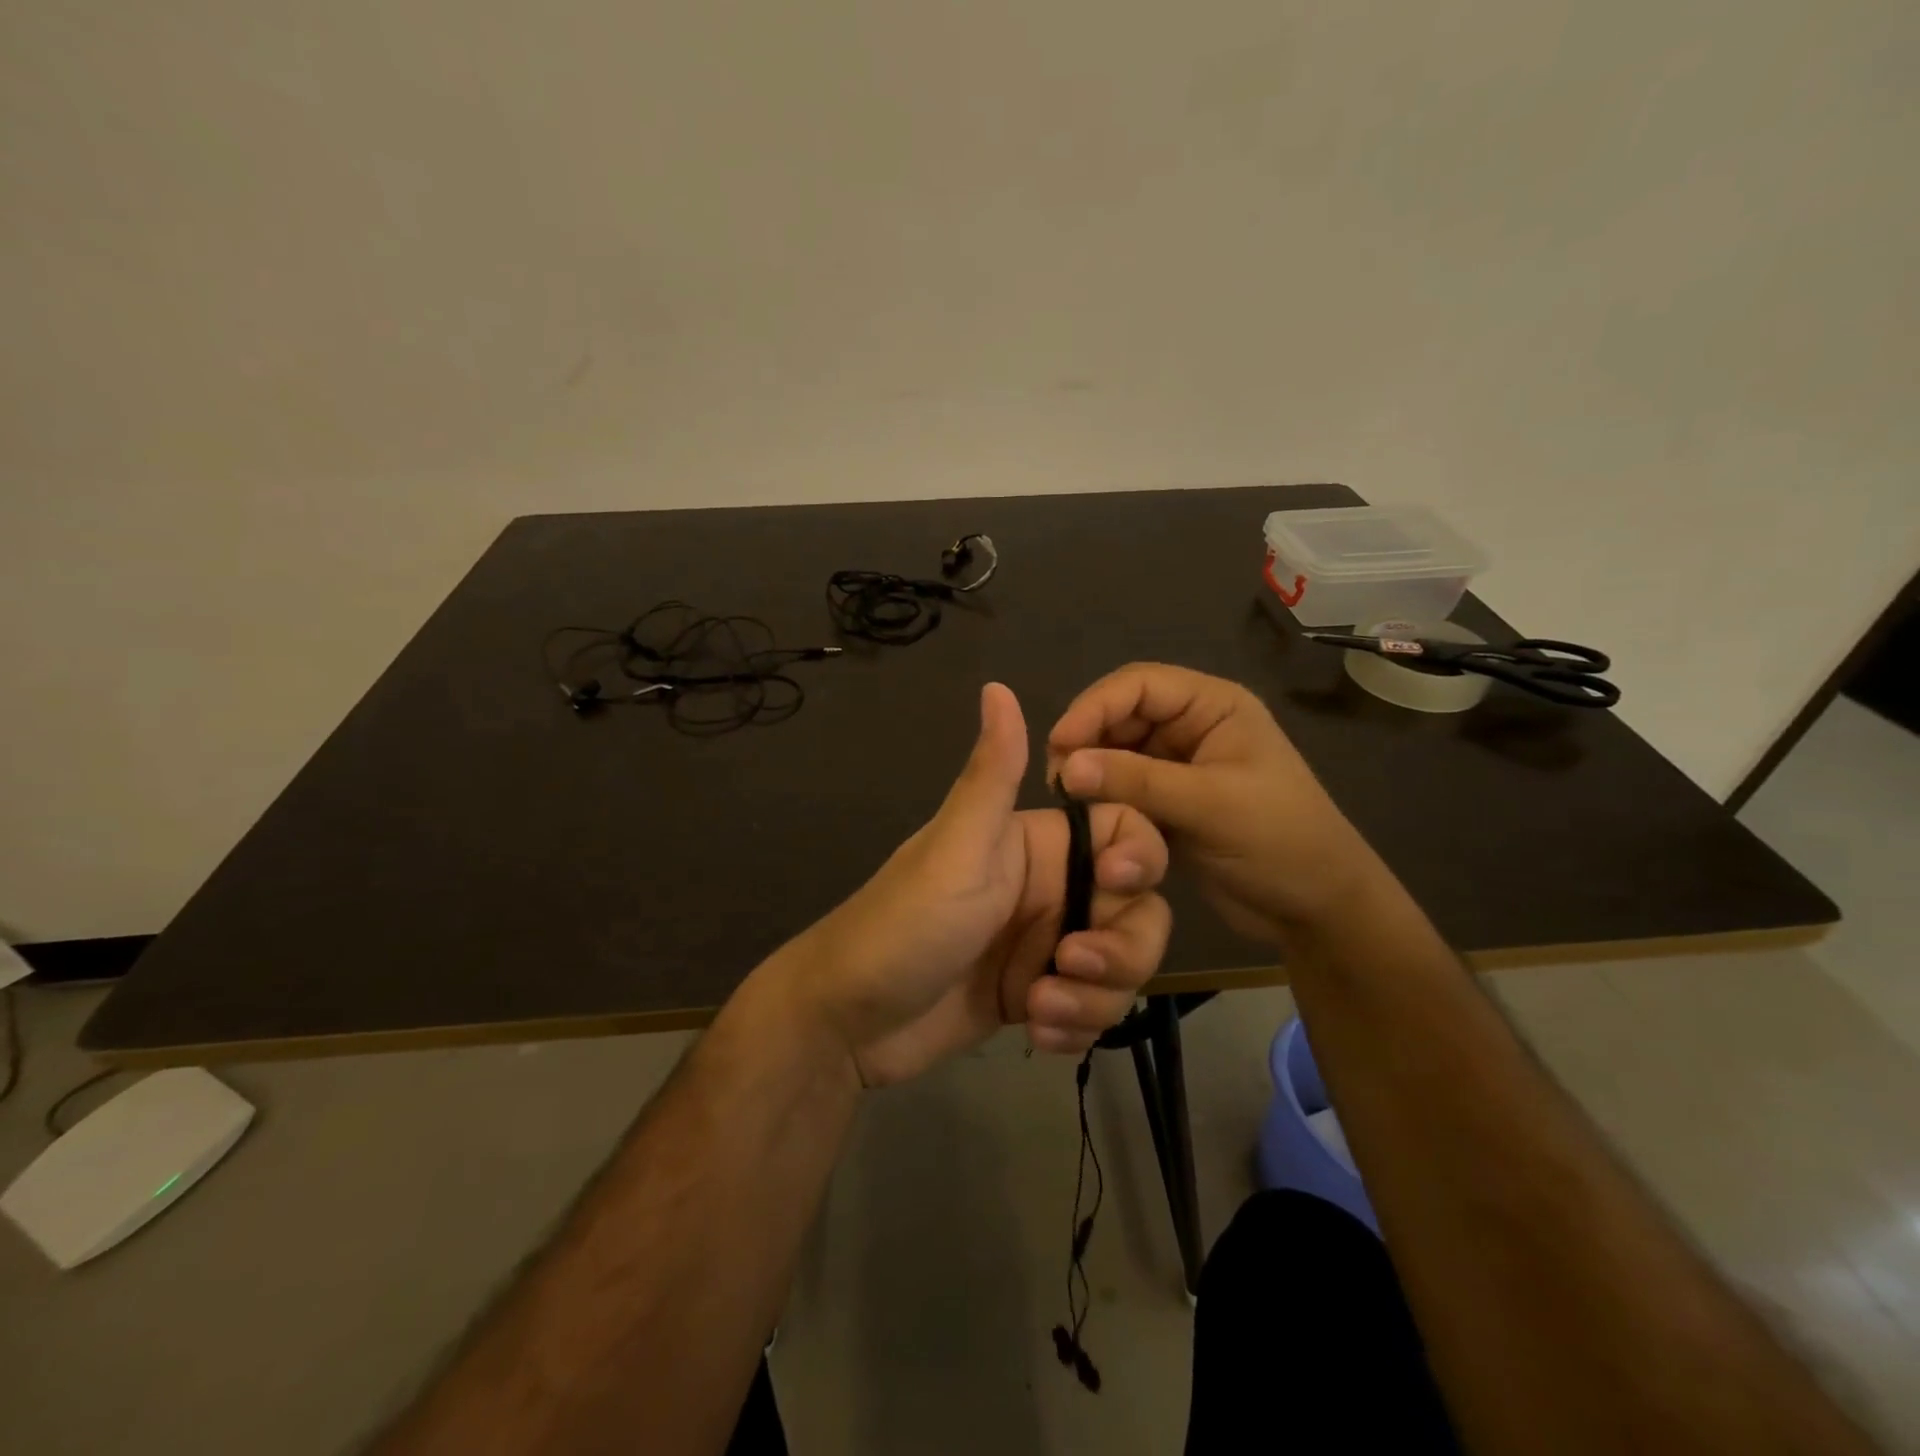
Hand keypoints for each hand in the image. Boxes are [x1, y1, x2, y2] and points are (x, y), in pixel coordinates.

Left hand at [785, 682, 1172, 1087]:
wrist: (849, 1021)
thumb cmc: (905, 925)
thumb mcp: (955, 847)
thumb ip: (990, 774)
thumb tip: (996, 686)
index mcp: (1037, 843)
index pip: (1124, 831)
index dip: (1140, 855)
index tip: (1120, 885)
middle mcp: (1051, 889)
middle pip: (1138, 908)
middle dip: (1120, 947)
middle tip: (1069, 964)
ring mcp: (1046, 945)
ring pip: (1121, 964)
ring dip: (1095, 995)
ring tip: (1040, 1008)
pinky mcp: (1038, 994)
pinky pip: (1093, 1007)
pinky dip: (1075, 1023)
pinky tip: (1035, 1030)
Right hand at [1047, 663, 1383, 946]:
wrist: (1316, 909)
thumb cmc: (1280, 841)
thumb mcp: (1211, 805)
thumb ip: (1137, 781)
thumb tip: (1064, 766)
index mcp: (1213, 707)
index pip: (1140, 685)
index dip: (1094, 706)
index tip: (1059, 743)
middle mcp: (1191, 727)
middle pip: (1121, 715)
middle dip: (1087, 740)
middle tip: (1056, 779)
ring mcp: (1177, 765)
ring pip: (1115, 752)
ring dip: (1091, 771)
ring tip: (1066, 800)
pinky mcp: (1166, 802)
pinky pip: (1121, 788)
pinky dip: (1102, 798)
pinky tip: (1084, 817)